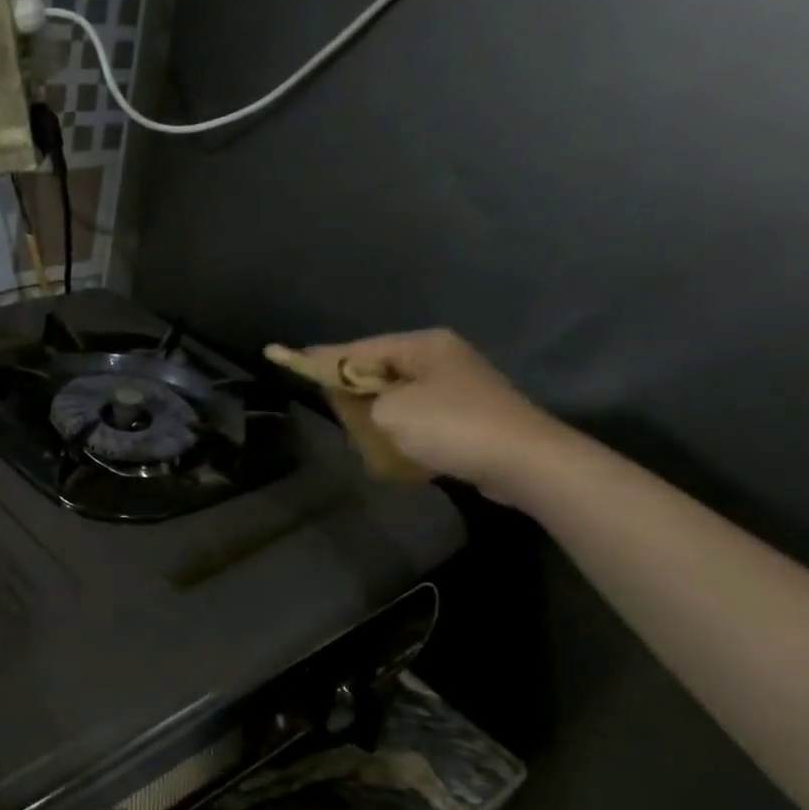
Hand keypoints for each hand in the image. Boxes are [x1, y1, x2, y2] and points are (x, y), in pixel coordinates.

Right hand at [284, 330, 578, 505]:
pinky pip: (418, 418)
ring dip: (377, 418)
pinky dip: (401, 432)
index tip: (281, 354)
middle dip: (351, 392)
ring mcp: (457, 386)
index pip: (355, 350)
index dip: (317, 358)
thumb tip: (353, 401)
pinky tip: (394, 452)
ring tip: (362, 437)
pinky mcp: (467, 416)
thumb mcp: (389, 412)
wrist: (526, 463)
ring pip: (396, 397)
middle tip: (327, 406)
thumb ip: (357, 401)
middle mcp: (439, 358)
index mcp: (421, 346)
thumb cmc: (452, 427)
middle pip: (376, 371)